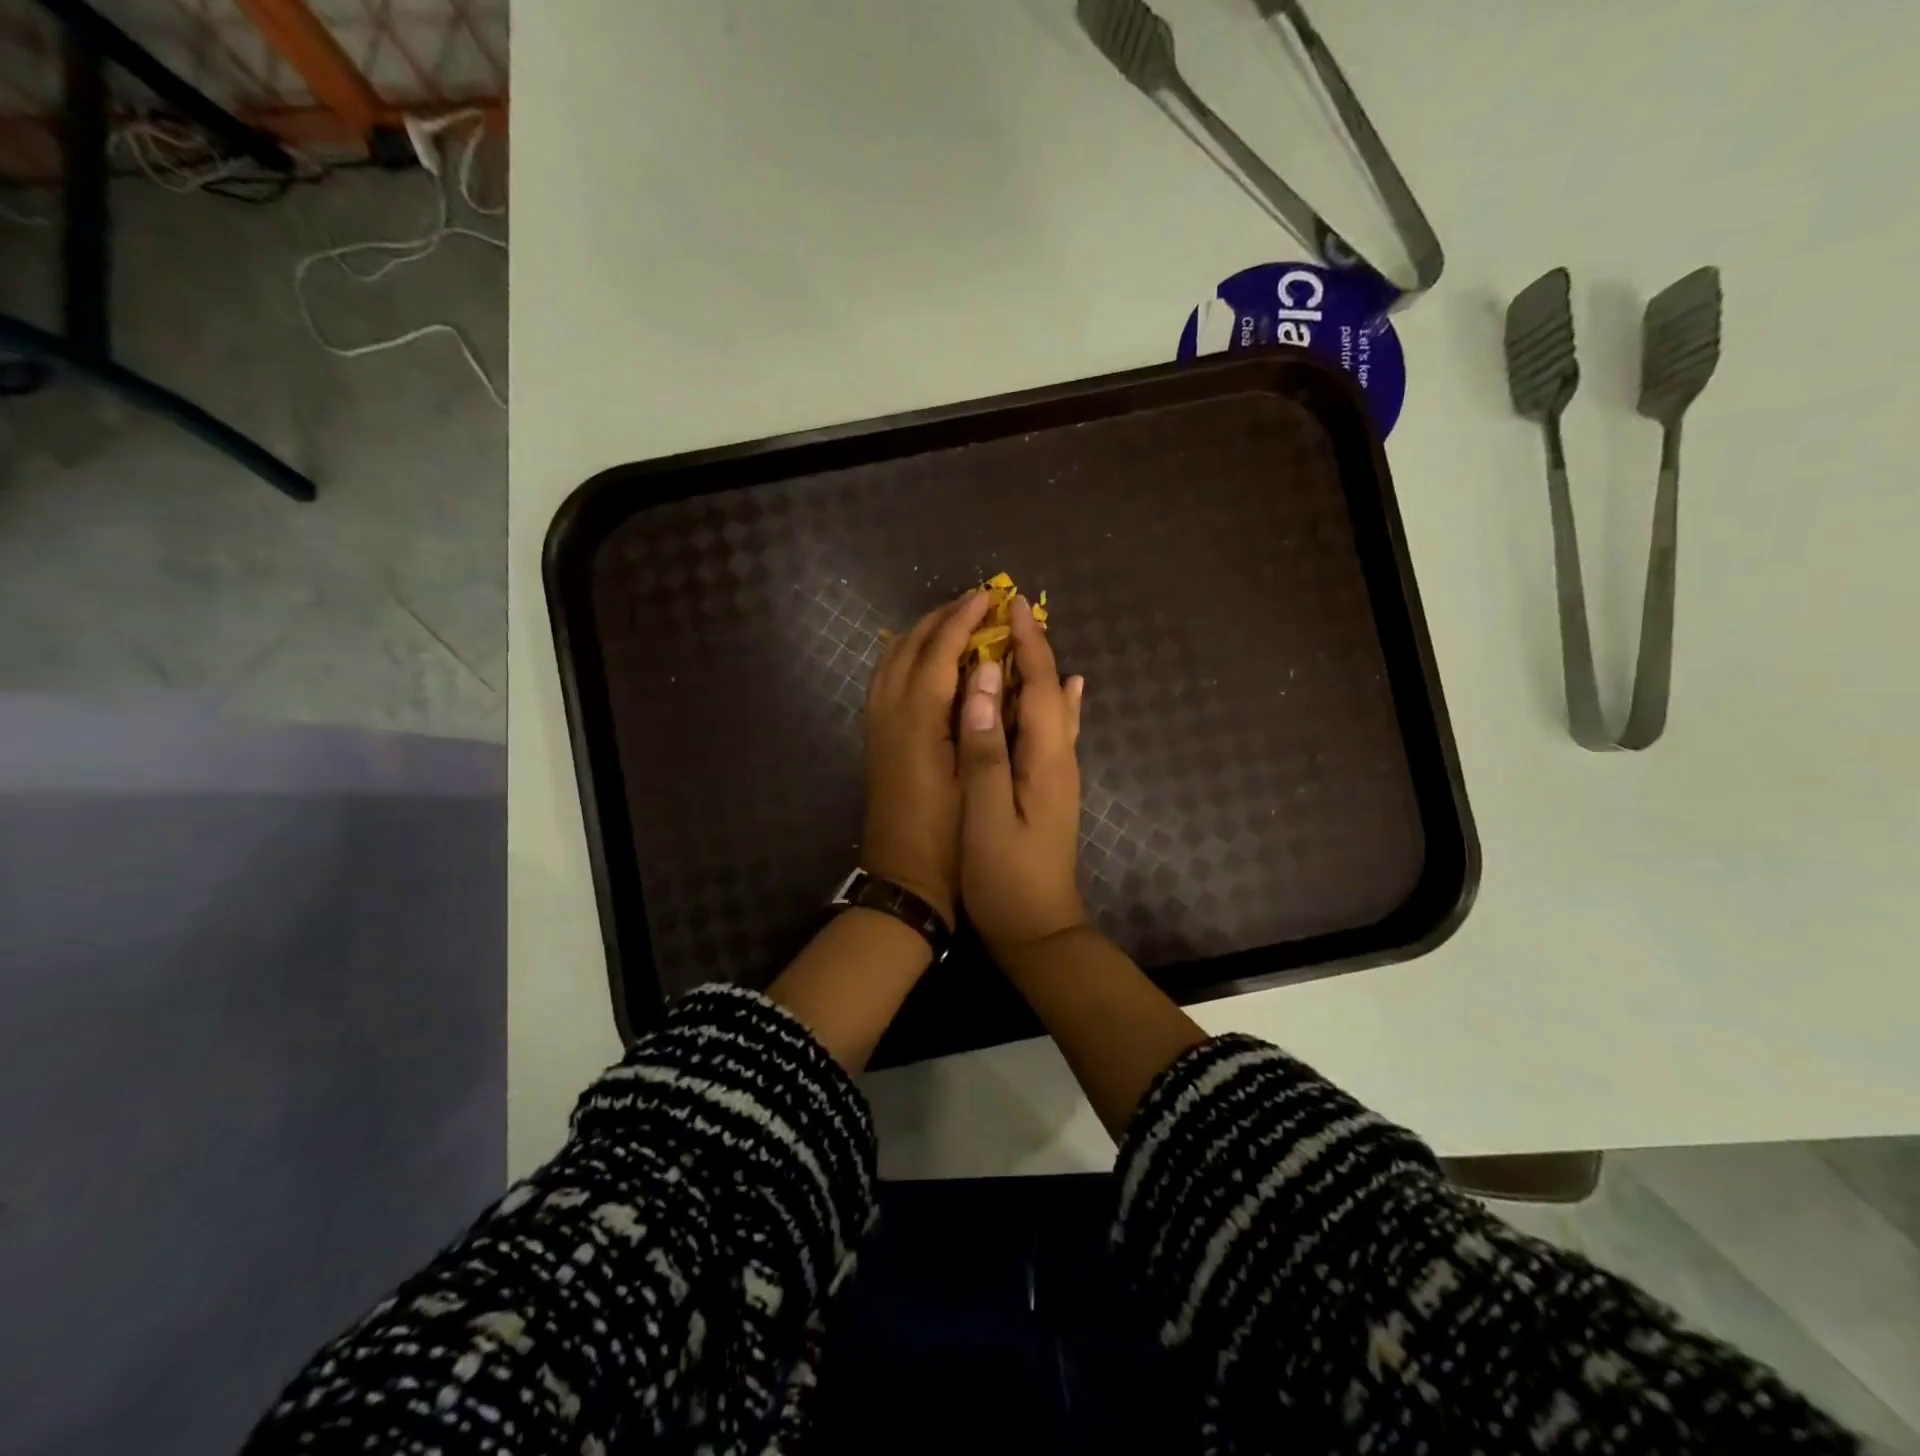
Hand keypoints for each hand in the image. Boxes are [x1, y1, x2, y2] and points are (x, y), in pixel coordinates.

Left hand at [860, 590, 993, 927]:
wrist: (904, 880)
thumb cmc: (950, 837)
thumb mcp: (975, 781)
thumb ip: (981, 720)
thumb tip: (991, 669)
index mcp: (916, 721)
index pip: (939, 652)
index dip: (964, 620)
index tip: (989, 597)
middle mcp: (888, 712)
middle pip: (909, 646)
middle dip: (941, 618)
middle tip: (977, 604)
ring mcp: (876, 724)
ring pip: (890, 659)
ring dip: (921, 634)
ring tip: (955, 623)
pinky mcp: (875, 738)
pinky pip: (884, 678)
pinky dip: (905, 655)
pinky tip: (927, 660)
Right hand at [956, 594, 1088, 959]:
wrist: (1039, 930)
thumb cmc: (1006, 876)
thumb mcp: (987, 812)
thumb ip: (985, 747)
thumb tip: (981, 683)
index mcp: (1046, 758)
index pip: (1038, 686)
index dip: (1026, 644)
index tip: (1011, 604)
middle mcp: (1060, 758)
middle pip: (1051, 690)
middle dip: (1034, 648)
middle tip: (1011, 611)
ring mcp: (1059, 775)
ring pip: (1053, 708)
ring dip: (1040, 670)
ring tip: (1026, 638)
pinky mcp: (1051, 789)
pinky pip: (1054, 730)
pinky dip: (1055, 701)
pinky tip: (1067, 690)